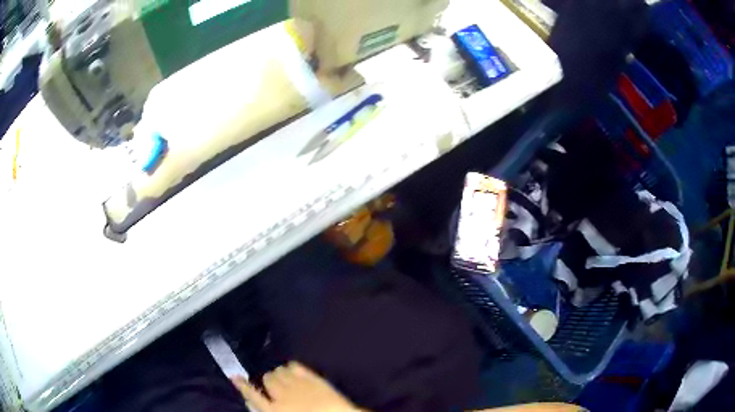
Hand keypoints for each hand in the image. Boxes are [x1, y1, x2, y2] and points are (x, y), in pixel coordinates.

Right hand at [232, 361, 361, 411]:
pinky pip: (295, 366)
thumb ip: (266, 410)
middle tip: (275, 385)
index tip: (234, 376)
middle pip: (267, 379)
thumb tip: (251, 403)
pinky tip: (294, 371)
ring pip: (279, 371)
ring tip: (286, 379)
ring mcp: (298, 385)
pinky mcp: (313, 379)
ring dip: (280, 374)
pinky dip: (292, 367)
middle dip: (269, 380)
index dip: (242, 385)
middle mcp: (282, 395)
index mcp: (274, 410)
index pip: (252, 395)